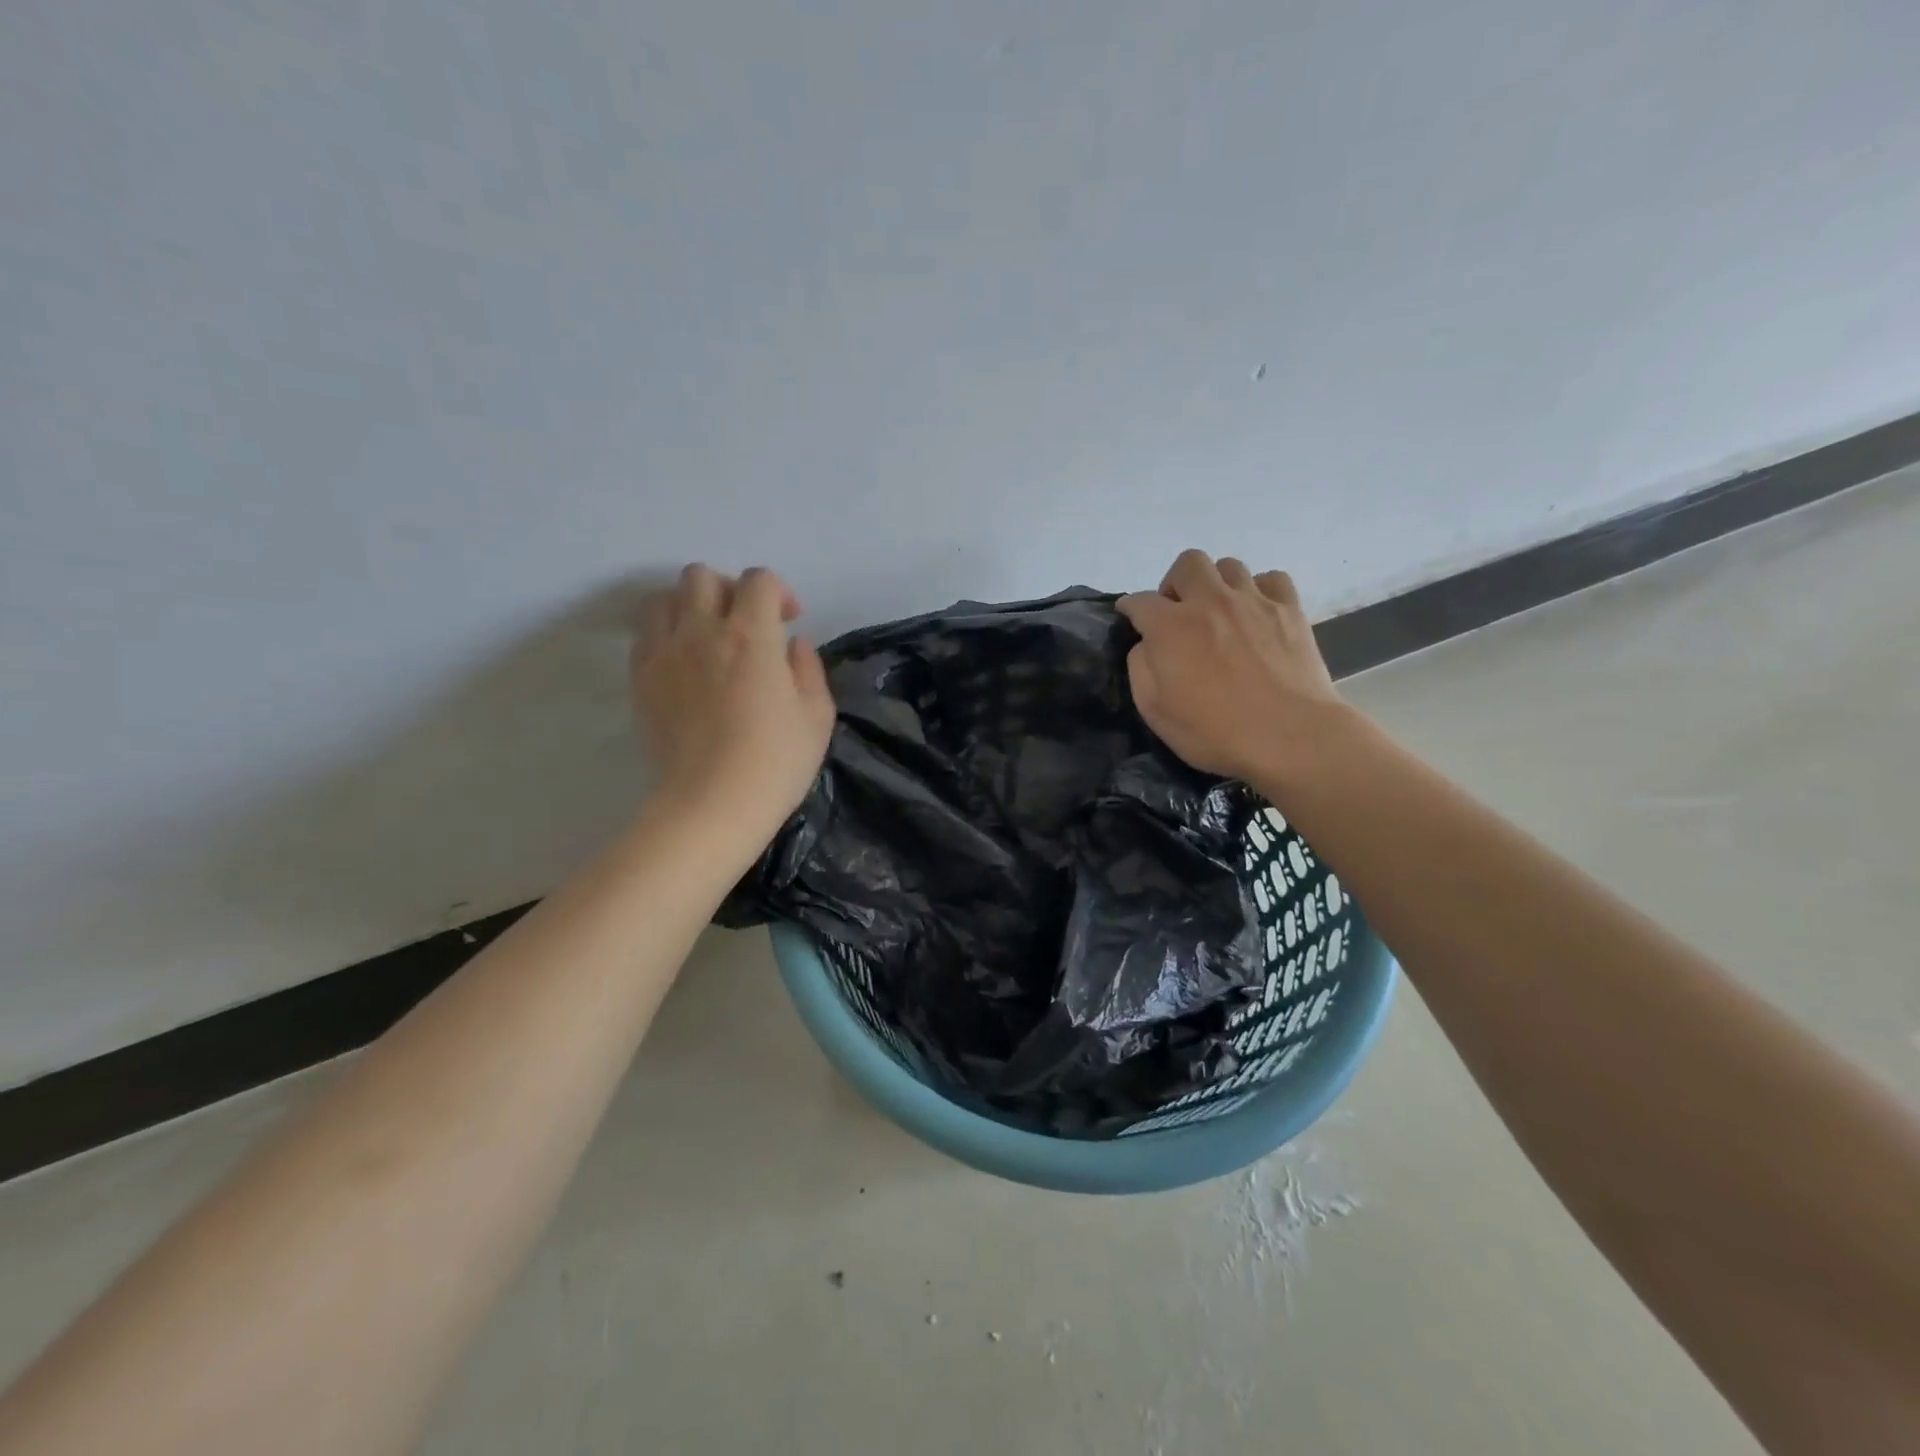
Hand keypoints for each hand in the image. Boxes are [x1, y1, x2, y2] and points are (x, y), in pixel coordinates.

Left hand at [631, 564, 834, 841]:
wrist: (711, 804)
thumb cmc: (775, 763)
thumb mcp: (817, 716)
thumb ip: (808, 668)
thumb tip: (791, 644)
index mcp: (751, 635)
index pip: (758, 580)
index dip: (778, 591)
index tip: (789, 621)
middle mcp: (701, 630)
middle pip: (702, 576)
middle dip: (729, 590)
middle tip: (746, 624)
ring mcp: (664, 653)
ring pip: (665, 599)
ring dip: (691, 607)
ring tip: (709, 638)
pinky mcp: (640, 679)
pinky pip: (646, 635)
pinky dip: (667, 636)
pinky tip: (685, 665)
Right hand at [1117, 550, 1349, 788]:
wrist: (1288, 736)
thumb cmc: (1213, 731)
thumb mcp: (1154, 710)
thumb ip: (1141, 667)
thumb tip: (1147, 644)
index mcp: (1170, 626)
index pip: (1139, 601)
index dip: (1130, 608)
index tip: (1131, 618)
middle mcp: (1209, 601)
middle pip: (1187, 564)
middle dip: (1175, 582)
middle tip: (1178, 611)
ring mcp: (1253, 601)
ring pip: (1229, 566)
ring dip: (1217, 584)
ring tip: (1220, 612)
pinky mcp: (1290, 610)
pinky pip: (1271, 579)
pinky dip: (1259, 590)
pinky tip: (1257, 613)